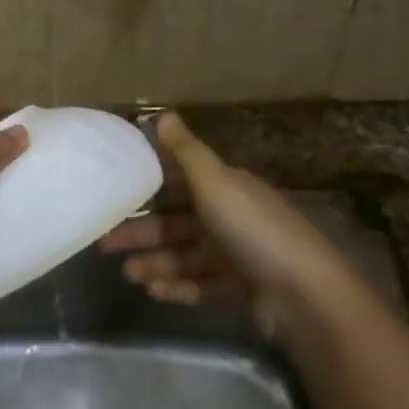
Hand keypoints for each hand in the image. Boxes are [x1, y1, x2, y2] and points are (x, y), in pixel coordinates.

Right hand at [100, 112, 353, 337]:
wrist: (304, 294)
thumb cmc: (253, 231)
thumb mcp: (216, 184)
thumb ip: (185, 152)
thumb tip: (162, 114)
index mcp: (225, 189)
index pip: (178, 184)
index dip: (146, 190)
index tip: (111, 198)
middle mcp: (230, 219)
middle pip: (175, 223)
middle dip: (141, 233)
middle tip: (104, 245)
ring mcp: (236, 256)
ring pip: (184, 257)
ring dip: (155, 263)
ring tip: (129, 275)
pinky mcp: (239, 290)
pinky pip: (200, 286)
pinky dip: (177, 288)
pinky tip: (153, 292)